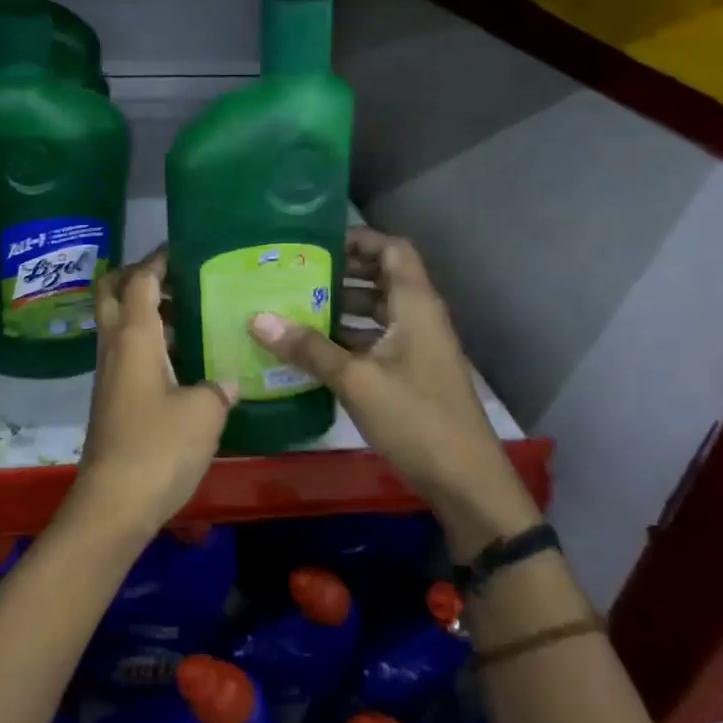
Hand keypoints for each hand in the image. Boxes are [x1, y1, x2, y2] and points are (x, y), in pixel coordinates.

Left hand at [70, 250, 234, 540]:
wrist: (114, 503)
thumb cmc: (158, 448)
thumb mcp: (204, 414)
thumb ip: (218, 388)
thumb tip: (226, 380)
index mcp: (134, 337)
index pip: (138, 280)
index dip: (157, 260)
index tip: (182, 248)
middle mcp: (114, 347)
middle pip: (111, 292)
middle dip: (137, 275)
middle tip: (177, 276)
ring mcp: (109, 373)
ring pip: (118, 323)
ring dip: (144, 309)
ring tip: (191, 312)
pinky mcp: (112, 398)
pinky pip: (126, 352)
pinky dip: (148, 340)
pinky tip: (183, 357)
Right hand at [248, 229, 516, 516]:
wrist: (465, 482)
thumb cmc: (416, 419)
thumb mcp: (356, 380)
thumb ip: (308, 348)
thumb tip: (257, 318)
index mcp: (416, 306)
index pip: (393, 250)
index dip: (359, 239)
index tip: (316, 244)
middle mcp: (419, 319)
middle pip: (381, 278)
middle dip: (340, 273)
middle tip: (294, 274)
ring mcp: (416, 348)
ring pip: (376, 312)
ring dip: (340, 307)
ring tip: (294, 307)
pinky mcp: (410, 375)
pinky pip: (375, 341)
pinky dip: (347, 338)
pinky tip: (310, 350)